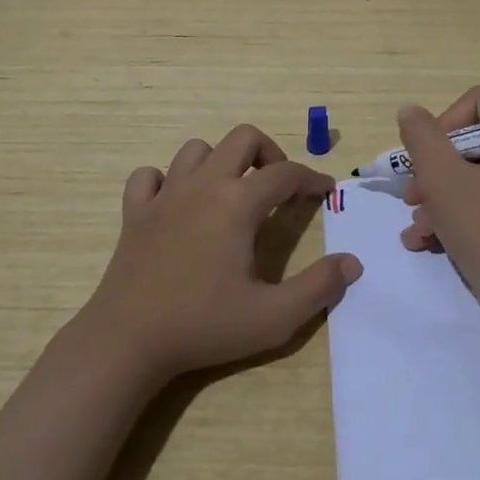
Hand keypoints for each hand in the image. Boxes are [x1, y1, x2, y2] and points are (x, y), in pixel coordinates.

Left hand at [79, 124, 361, 382]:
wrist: (127, 342)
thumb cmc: (203, 326)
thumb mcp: (273, 317)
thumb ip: (318, 288)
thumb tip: (352, 263)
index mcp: (237, 203)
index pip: (285, 173)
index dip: (311, 177)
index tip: (325, 190)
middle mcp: (202, 186)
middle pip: (242, 138)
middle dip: (269, 153)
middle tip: (278, 187)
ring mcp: (164, 195)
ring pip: (196, 150)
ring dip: (220, 162)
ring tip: (230, 193)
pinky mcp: (134, 213)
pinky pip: (149, 176)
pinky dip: (166, 180)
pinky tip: (175, 204)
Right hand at [398, 86, 479, 324]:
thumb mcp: (443, 178)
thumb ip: (422, 137)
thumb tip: (410, 111)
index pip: (478, 102)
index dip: (444, 125)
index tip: (426, 160)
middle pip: (471, 140)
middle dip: (435, 169)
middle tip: (412, 196)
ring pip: (472, 173)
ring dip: (438, 196)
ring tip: (416, 226)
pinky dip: (455, 213)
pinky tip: (427, 240)